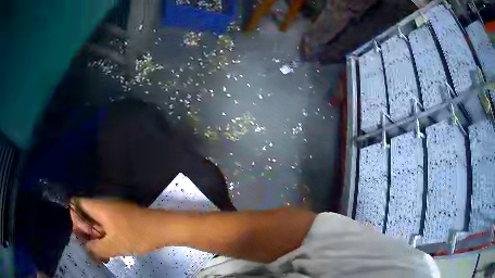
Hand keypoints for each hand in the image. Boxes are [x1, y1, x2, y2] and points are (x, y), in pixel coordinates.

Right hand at [70, 198, 155, 261]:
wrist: (163, 228)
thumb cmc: (136, 235)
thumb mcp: (113, 245)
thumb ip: (95, 248)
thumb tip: (87, 250)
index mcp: (98, 207)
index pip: (76, 204)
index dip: (76, 220)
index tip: (85, 237)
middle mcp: (104, 206)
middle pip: (86, 216)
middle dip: (88, 235)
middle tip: (95, 251)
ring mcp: (114, 212)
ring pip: (97, 224)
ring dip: (98, 240)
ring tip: (104, 256)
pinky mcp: (122, 219)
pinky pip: (108, 227)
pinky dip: (107, 239)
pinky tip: (112, 252)